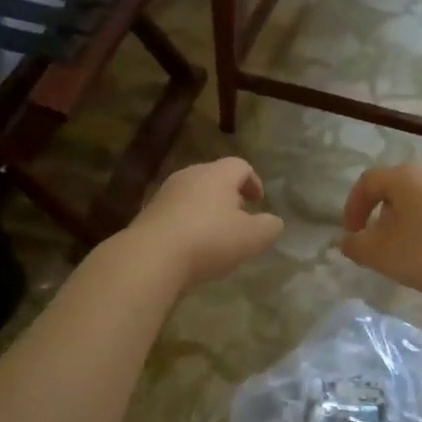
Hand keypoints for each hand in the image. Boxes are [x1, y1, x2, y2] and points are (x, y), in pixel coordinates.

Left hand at [126, 157, 283, 287]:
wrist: (151, 256)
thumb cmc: (209, 240)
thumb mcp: (252, 238)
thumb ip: (269, 227)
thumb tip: (273, 222)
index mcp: (218, 174)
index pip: (241, 166)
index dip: (254, 182)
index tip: (259, 202)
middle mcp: (190, 175)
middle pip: (215, 177)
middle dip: (230, 195)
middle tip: (239, 217)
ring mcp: (165, 193)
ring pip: (193, 194)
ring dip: (207, 209)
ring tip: (215, 234)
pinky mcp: (148, 212)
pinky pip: (175, 211)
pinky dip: (187, 222)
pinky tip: (190, 246)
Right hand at [340, 159, 421, 304]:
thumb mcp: (385, 256)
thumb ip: (357, 246)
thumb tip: (348, 239)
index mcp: (405, 176)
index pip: (367, 182)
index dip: (353, 208)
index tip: (353, 235)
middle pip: (398, 188)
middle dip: (384, 215)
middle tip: (383, 245)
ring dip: (413, 219)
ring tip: (415, 250)